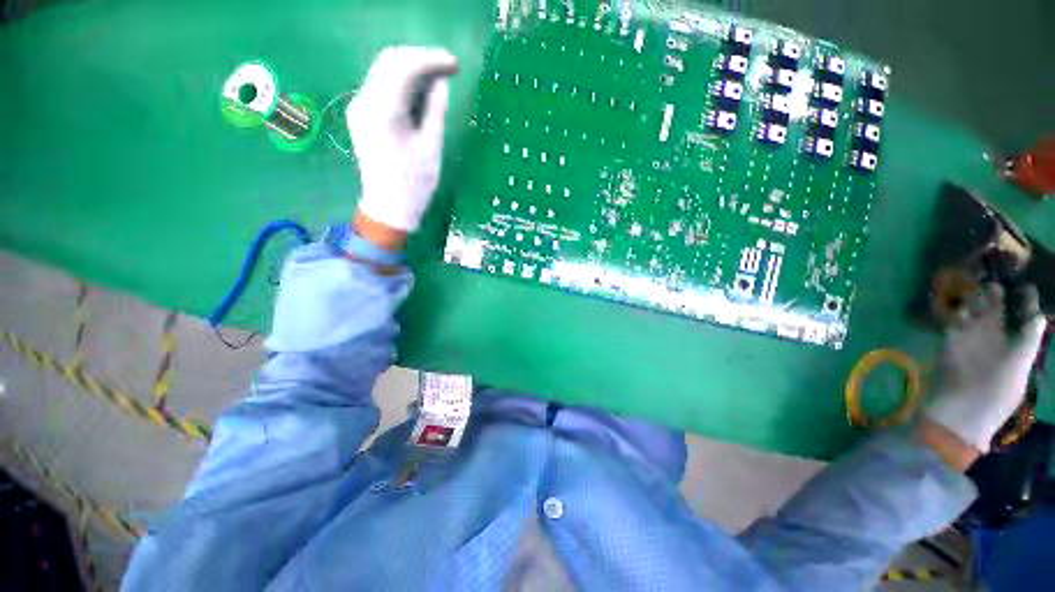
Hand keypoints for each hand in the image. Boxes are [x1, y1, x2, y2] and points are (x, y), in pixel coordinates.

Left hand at [347, 46, 459, 234]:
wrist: (389, 208)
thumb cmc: (414, 184)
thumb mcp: (431, 148)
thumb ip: (435, 110)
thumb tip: (442, 82)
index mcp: (382, 111)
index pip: (404, 67)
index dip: (431, 60)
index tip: (455, 66)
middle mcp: (364, 101)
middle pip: (390, 62)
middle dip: (421, 59)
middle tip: (449, 69)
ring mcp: (360, 107)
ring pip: (384, 71)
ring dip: (412, 69)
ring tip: (439, 79)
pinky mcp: (363, 115)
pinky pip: (382, 87)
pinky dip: (403, 83)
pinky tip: (421, 92)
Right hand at [925, 283, 1047, 452]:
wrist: (958, 414)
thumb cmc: (993, 398)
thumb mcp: (1018, 371)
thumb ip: (1028, 343)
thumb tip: (1039, 317)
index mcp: (1017, 348)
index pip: (1026, 319)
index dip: (1028, 303)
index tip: (1027, 285)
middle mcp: (996, 340)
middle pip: (998, 312)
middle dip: (998, 295)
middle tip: (998, 278)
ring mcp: (971, 341)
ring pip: (974, 312)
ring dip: (975, 298)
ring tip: (976, 282)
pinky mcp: (950, 342)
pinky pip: (951, 320)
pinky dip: (952, 309)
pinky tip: (953, 300)